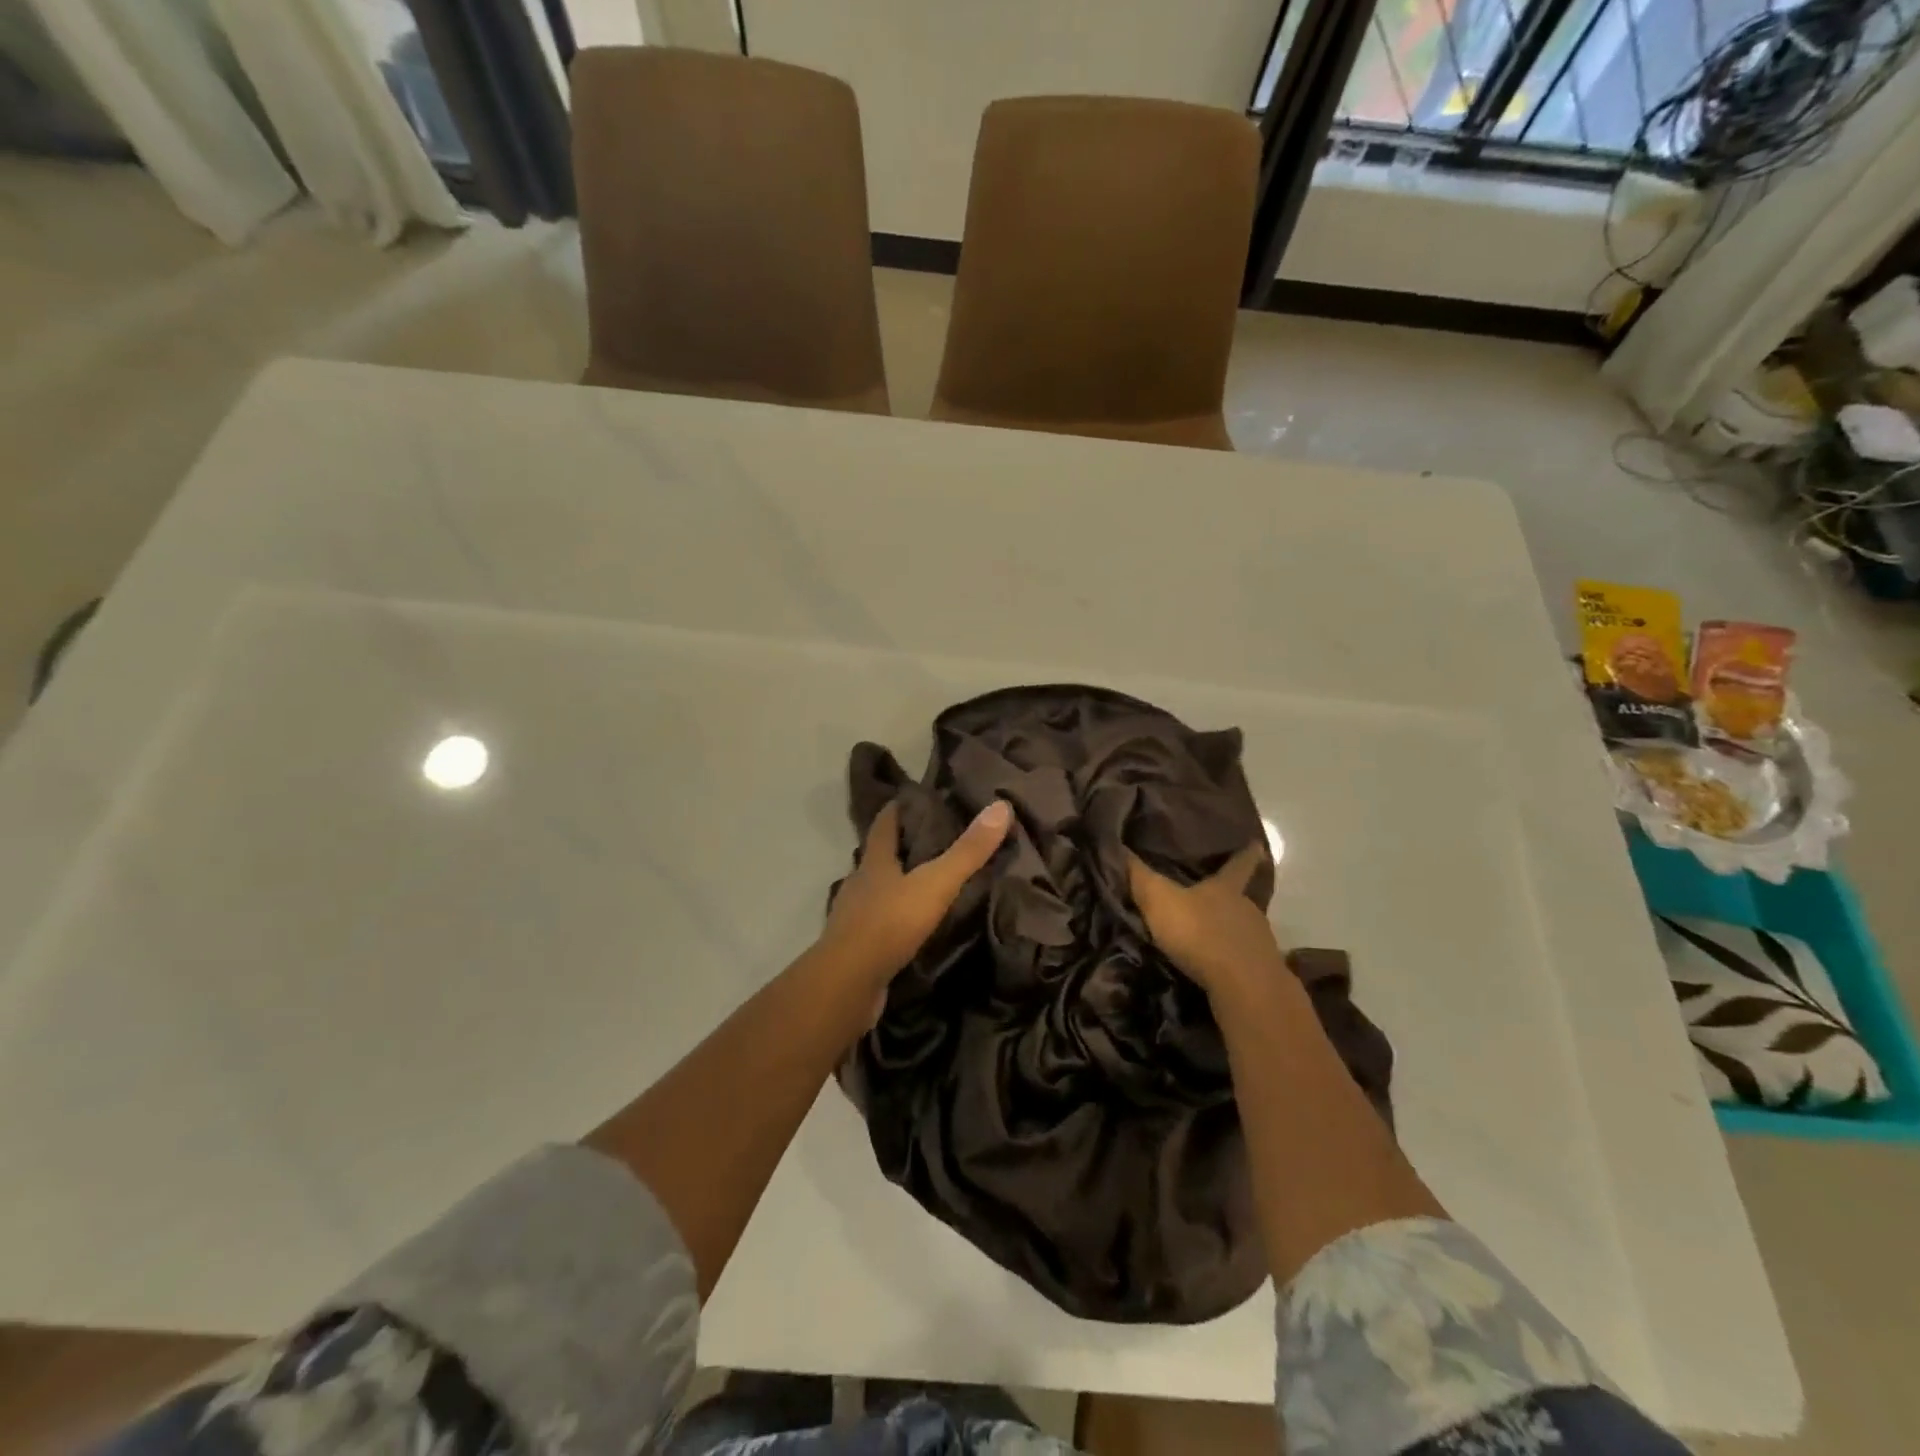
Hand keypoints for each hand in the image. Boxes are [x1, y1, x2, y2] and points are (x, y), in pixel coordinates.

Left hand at [817, 799, 1013, 992]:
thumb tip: (1001, 807)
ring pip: (877, 891)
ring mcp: (854, 917)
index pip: (884, 824)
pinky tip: (910, 926)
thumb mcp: (935, 884)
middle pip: (878, 857)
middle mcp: (859, 884)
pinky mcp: (857, 947)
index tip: (913, 796)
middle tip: (931, 839)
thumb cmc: (889, 923)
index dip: (897, 808)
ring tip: (925, 882)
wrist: (848, 984)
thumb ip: (967, 851)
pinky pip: (878, 924)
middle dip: (900, 846)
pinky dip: (894, 919)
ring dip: (896, 885)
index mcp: (874, 862)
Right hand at [1127, 843, 1285, 996]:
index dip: (1246, 852)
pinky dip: (1232, 959)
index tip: (1256, 843)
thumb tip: (1116, 844)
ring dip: (1230, 930)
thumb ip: (1139, 876)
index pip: (1239, 863)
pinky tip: (1219, 967)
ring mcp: (1259, 941)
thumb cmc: (1199, 933)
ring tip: (1211, 935)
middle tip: (1214, 896)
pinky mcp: (1262, 972)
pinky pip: (1244, 958)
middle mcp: (1248, 909)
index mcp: (1227, 888)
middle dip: (1230, 897)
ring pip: (1244, 929)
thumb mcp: (1159, 900)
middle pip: (1242, 898)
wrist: (1242, 986)